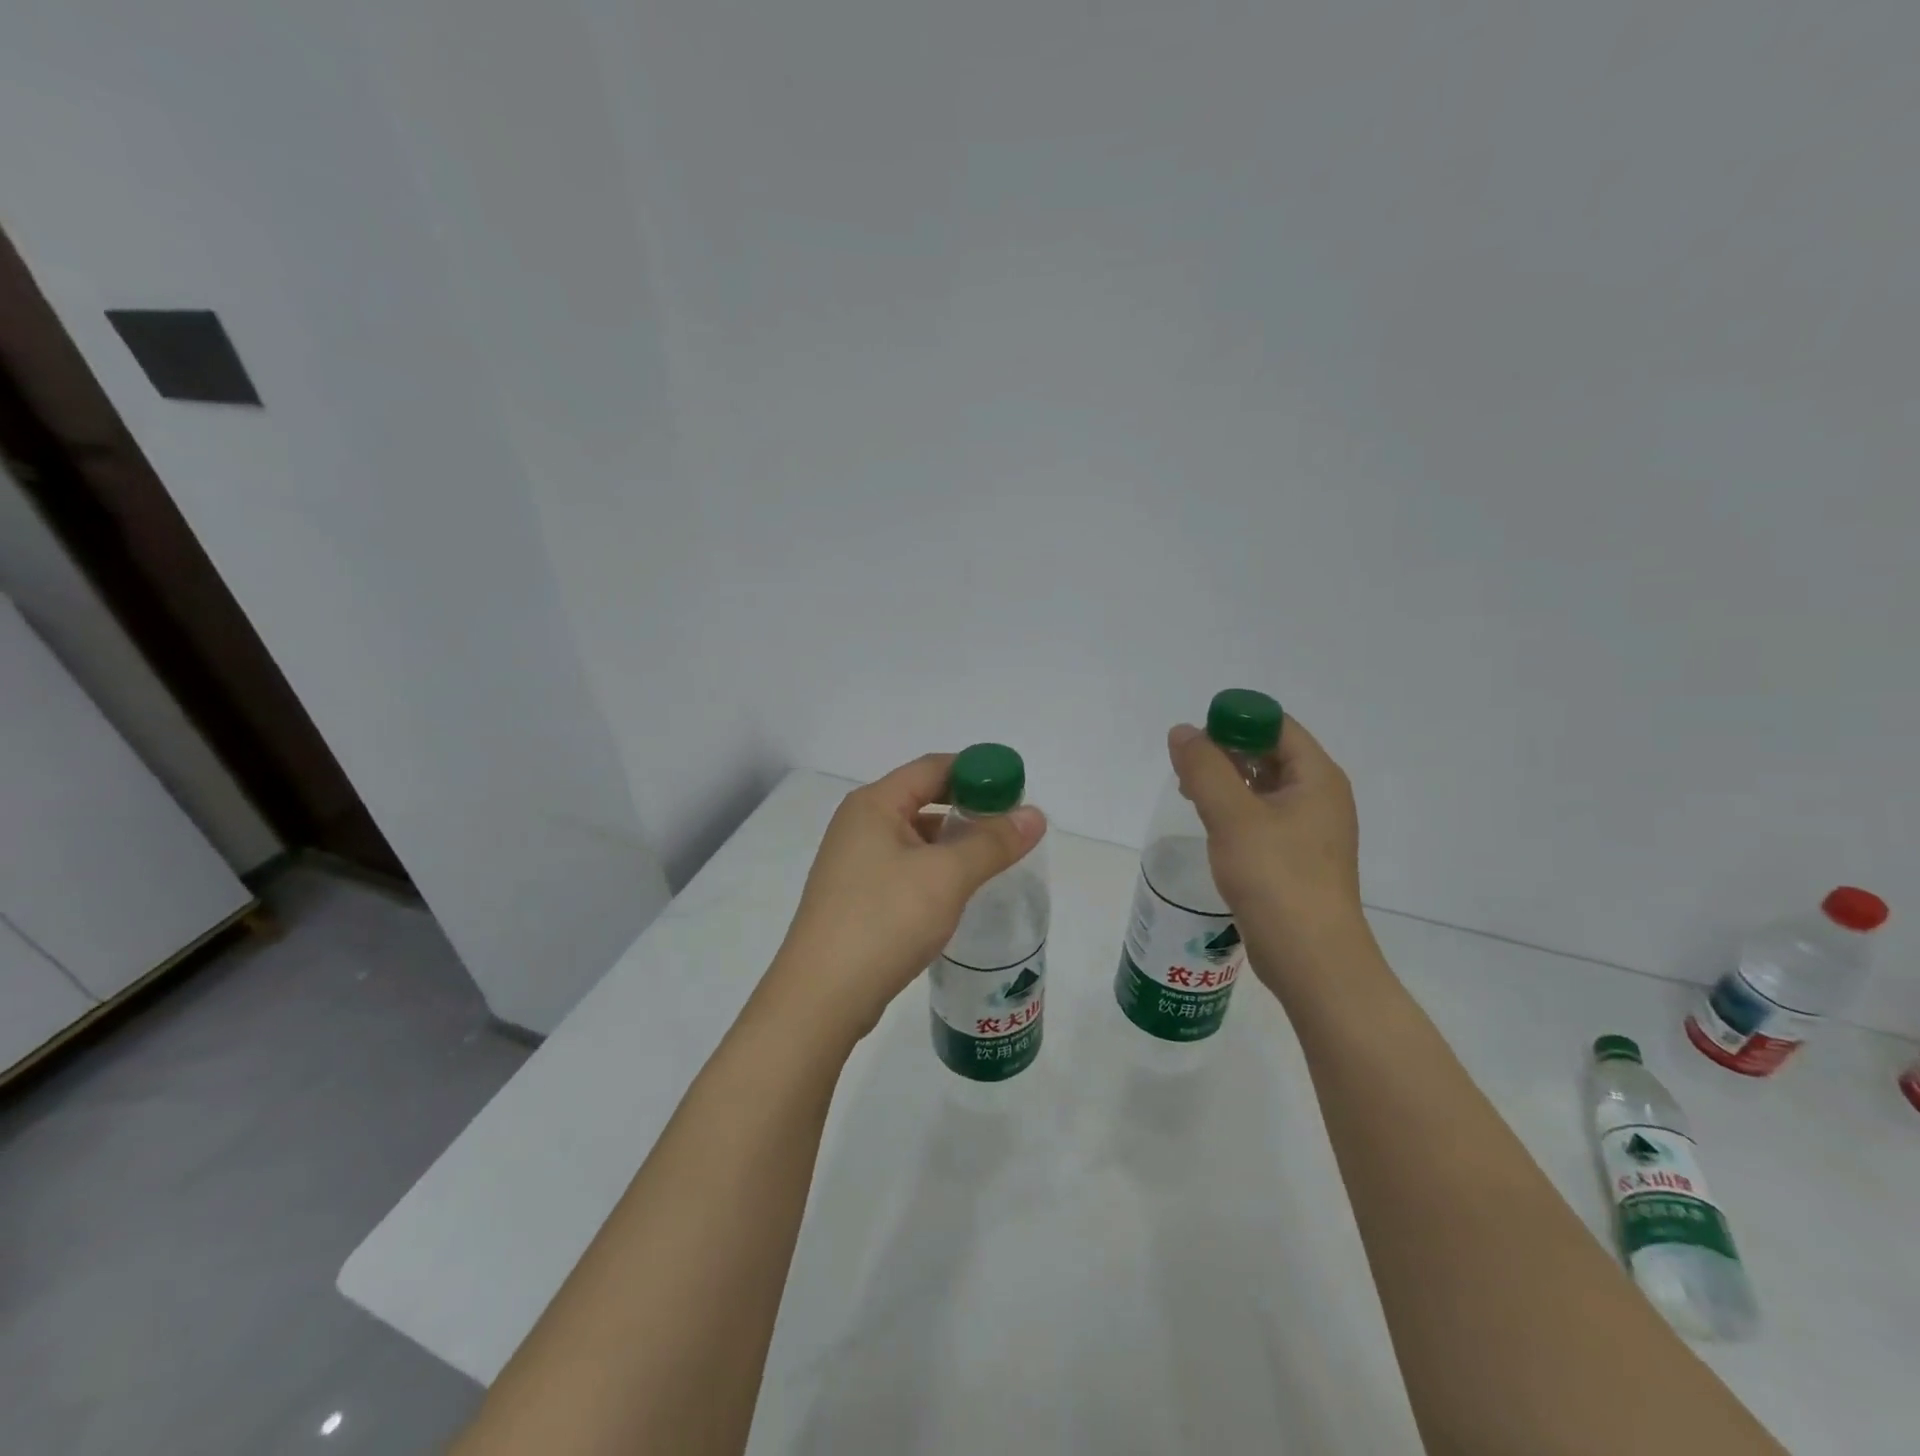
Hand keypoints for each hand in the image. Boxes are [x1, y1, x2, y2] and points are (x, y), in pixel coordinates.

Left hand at [761, 754, 1046, 1045]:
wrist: (821, 997)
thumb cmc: (884, 920)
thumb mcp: (947, 876)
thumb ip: (993, 842)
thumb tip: (1035, 815)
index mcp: (874, 804)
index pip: (934, 767)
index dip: (978, 773)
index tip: (1017, 792)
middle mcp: (859, 824)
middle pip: (924, 798)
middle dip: (970, 809)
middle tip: (1012, 829)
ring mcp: (854, 862)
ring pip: (915, 837)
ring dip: (954, 843)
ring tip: (994, 861)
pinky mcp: (856, 896)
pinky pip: (905, 868)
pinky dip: (936, 870)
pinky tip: (958, 892)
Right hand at [1167, 716, 1367, 995]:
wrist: (1312, 960)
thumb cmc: (1277, 879)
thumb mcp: (1233, 817)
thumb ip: (1205, 769)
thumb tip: (1182, 732)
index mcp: (1317, 778)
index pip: (1276, 726)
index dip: (1235, 722)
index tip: (1195, 741)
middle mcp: (1320, 797)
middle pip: (1270, 753)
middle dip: (1226, 753)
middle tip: (1186, 769)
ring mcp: (1311, 830)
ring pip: (1263, 787)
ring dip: (1227, 783)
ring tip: (1190, 795)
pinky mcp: (1297, 859)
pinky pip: (1263, 818)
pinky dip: (1235, 812)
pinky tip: (1211, 827)